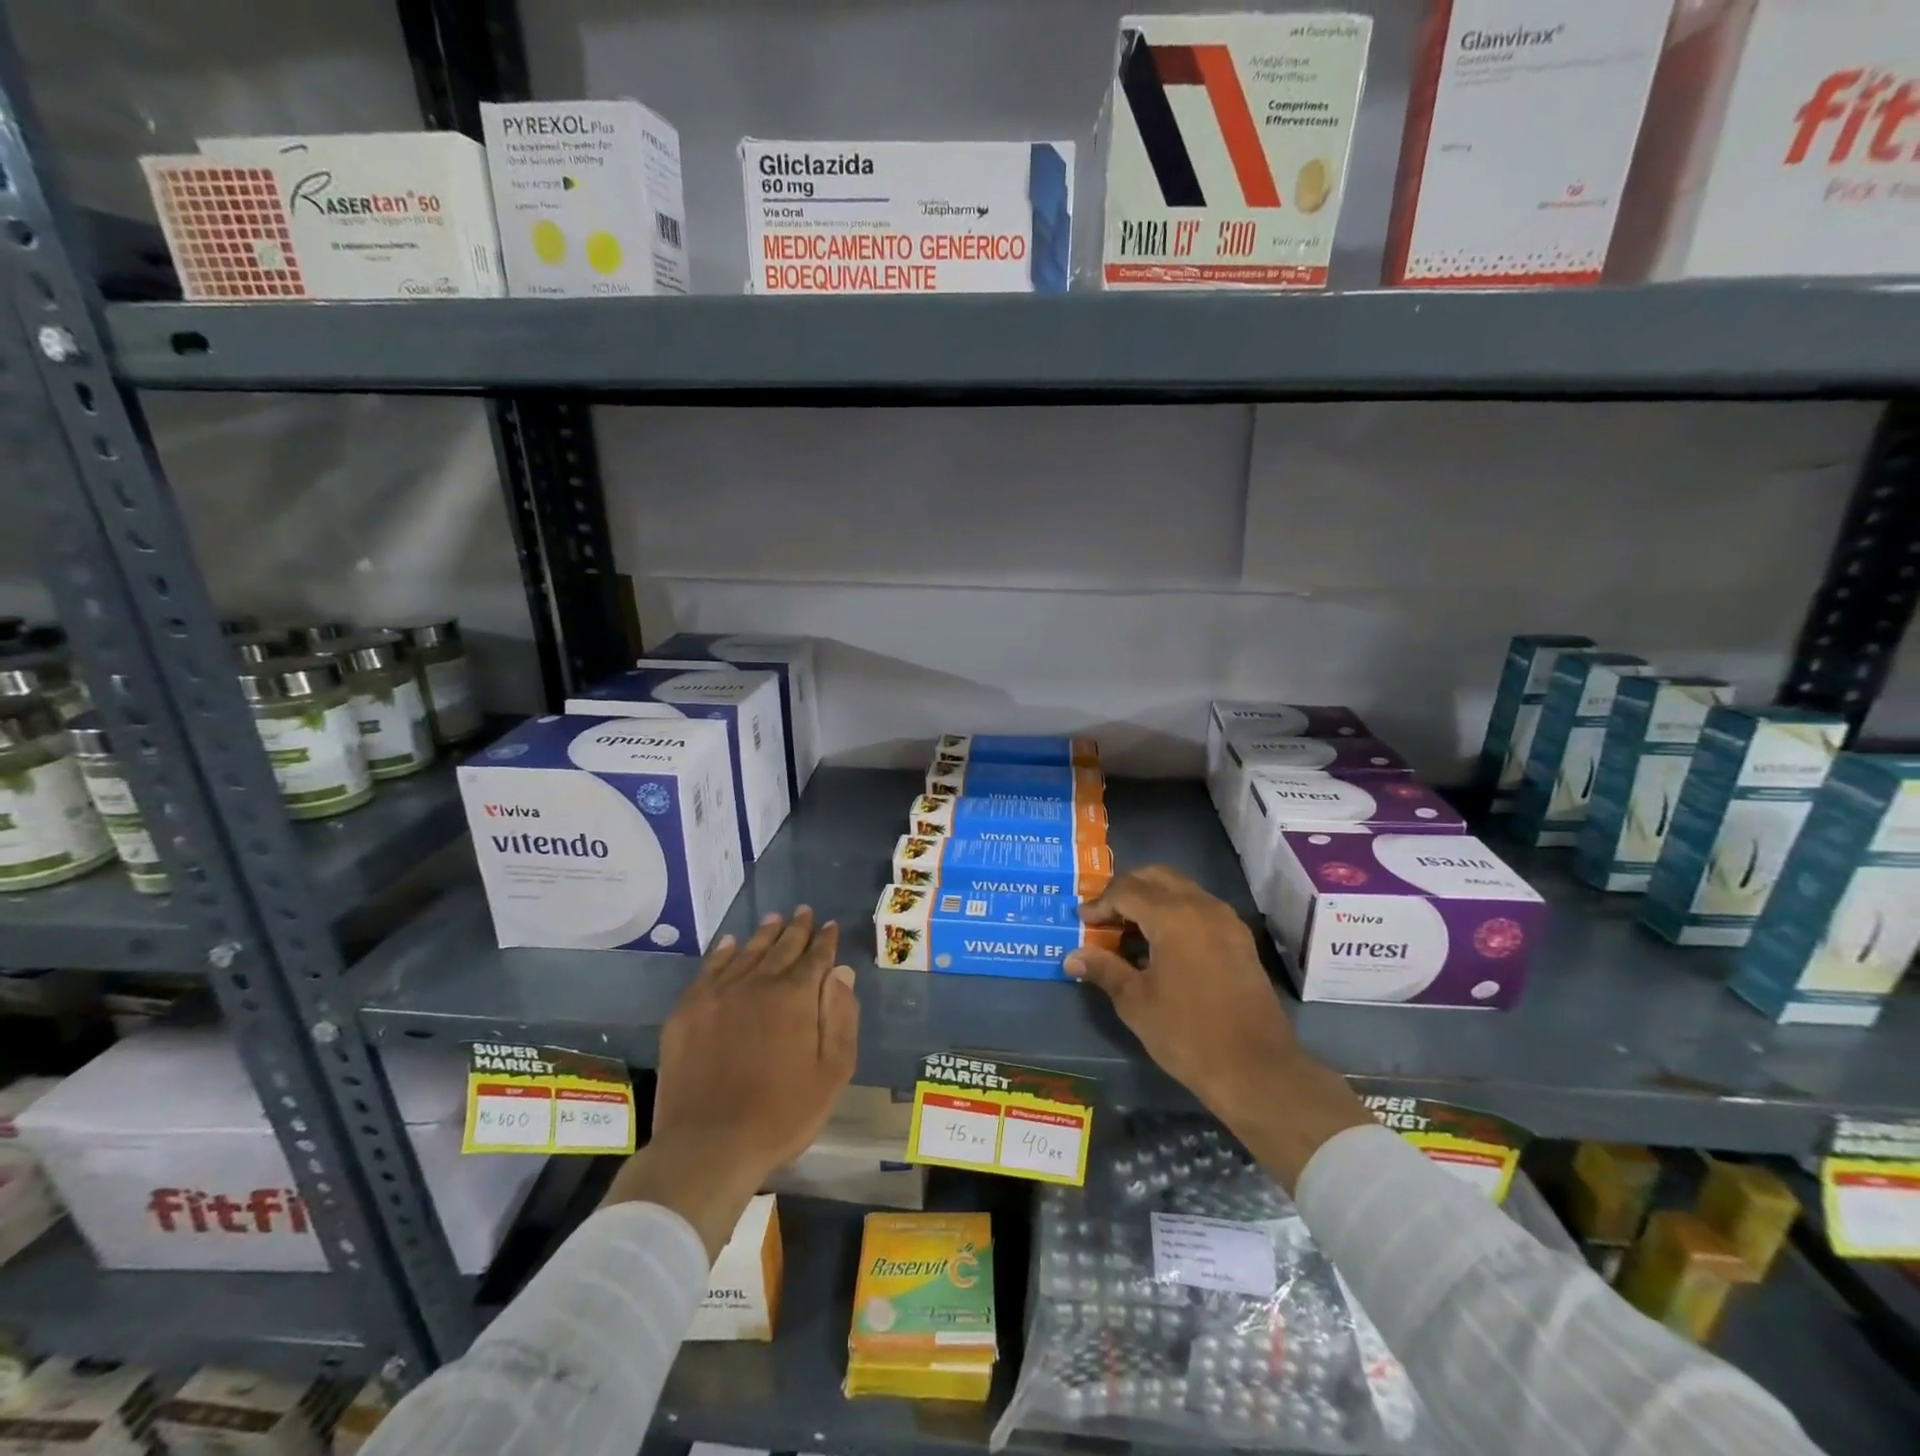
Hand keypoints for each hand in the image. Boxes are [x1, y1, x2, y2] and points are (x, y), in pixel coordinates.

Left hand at [604, 907, 859, 1255]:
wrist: (709, 1144)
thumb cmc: (782, 1113)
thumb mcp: (832, 1071)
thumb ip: (840, 1017)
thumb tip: (841, 972)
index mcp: (796, 996)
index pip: (815, 957)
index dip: (825, 940)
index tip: (831, 925)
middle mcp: (759, 983)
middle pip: (782, 947)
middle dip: (797, 928)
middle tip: (804, 911)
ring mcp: (720, 994)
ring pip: (748, 952)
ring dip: (764, 934)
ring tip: (774, 918)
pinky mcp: (689, 1010)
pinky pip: (710, 969)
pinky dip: (723, 952)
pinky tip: (730, 944)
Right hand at [1065, 866, 1370, 1190]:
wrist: (1256, 1069)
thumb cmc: (1187, 1033)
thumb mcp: (1135, 1002)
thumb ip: (1104, 969)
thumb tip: (1073, 957)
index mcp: (1173, 916)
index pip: (1126, 891)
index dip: (1100, 903)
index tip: (1082, 922)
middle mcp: (1202, 906)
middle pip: (1156, 877)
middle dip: (1126, 890)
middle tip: (1105, 916)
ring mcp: (1226, 920)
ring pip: (1181, 889)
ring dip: (1152, 898)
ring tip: (1129, 930)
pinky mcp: (1240, 939)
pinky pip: (1200, 907)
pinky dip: (1175, 912)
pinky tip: (1162, 944)